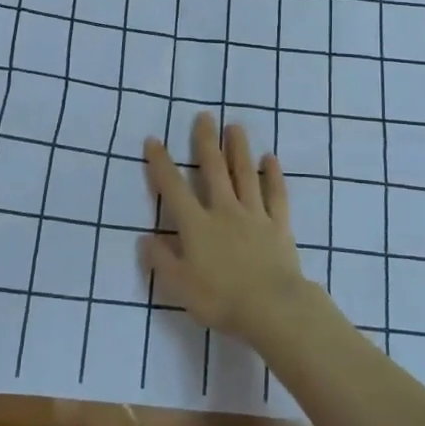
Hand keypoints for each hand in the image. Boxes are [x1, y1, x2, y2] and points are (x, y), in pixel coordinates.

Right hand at [142, 114, 320, 342]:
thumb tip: (145, 238)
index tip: (154, 140)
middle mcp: (224, 211)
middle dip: (206, 142)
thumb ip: (161, 260)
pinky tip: (271, 159)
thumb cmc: (220, 300)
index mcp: (196, 226)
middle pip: (214, 170)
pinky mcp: (279, 226)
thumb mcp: (180, 286)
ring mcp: (254, 215)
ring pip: (245, 175)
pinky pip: (276, 195)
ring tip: (235, 127)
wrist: (272, 308)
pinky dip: (273, 176)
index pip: (173, 189)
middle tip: (204, 116)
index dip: (161, 164)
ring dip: (239, 149)